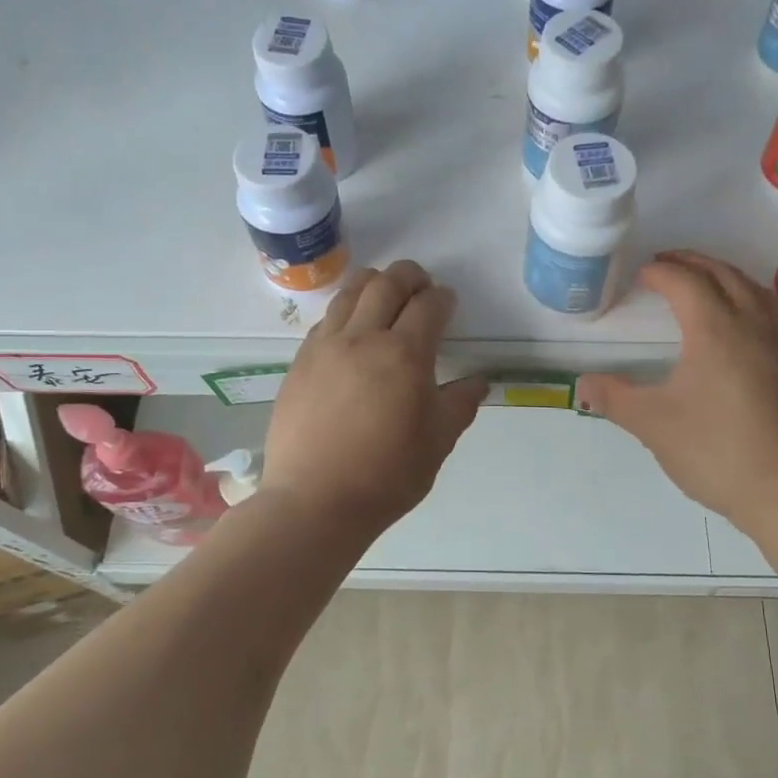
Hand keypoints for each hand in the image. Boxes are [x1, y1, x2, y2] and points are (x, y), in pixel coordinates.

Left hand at [261, 261, 485, 538]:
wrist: (315, 500)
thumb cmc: (386, 475)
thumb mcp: (437, 443)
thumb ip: (460, 404)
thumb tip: (477, 382)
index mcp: (404, 355)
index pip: (428, 306)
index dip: (443, 299)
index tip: (448, 303)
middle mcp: (363, 338)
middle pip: (386, 284)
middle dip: (409, 276)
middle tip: (420, 284)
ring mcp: (325, 347)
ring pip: (350, 293)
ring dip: (373, 284)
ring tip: (384, 293)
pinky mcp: (300, 362)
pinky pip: (326, 320)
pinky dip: (345, 311)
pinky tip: (350, 329)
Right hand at [576, 250, 777, 539]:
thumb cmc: (719, 453)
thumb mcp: (653, 425)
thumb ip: (614, 399)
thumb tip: (583, 384)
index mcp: (716, 328)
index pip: (685, 281)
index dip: (661, 271)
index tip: (643, 274)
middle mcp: (756, 322)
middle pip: (724, 274)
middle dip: (693, 262)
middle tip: (668, 263)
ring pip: (755, 290)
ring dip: (725, 277)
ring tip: (705, 284)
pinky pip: (775, 313)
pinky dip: (752, 301)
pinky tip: (748, 325)